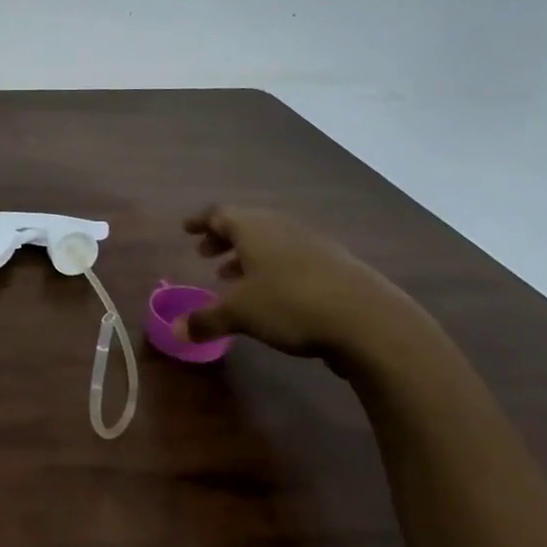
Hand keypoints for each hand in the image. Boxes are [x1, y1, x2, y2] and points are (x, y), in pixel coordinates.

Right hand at [176, 206, 415, 361]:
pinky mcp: (337, 266)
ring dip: (249, 257)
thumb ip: (205, 319)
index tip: (186, 229)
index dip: (201, 221)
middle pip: (248, 225)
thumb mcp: (239, 314)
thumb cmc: (290, 305)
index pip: (220, 215)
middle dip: (224, 239)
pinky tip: (272, 295)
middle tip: (206, 254)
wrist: (370, 321)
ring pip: (272, 243)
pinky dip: (273, 270)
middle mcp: (283, 228)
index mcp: (255, 229)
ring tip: (233, 278)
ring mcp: (314, 245)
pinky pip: (293, 259)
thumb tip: (176, 331)